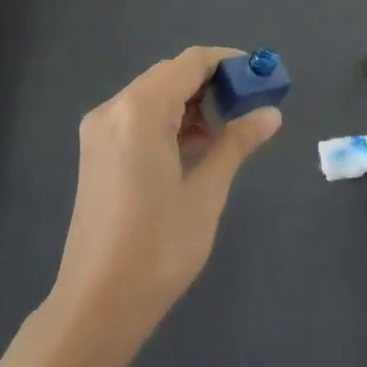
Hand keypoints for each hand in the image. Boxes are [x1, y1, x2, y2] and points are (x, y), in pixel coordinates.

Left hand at [51, 47, 281, 336]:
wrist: (97, 303)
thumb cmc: (158, 248)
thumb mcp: (206, 192)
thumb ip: (236, 143)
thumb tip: (270, 114)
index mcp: (140, 111)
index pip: (190, 62)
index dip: (228, 63)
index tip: (261, 77)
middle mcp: (114, 108)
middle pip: (170, 75)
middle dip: (211, 83)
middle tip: (249, 107)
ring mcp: (99, 130)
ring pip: (153, 95)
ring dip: (190, 102)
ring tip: (226, 131)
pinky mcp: (96, 151)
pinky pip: (137, 117)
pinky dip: (168, 120)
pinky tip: (193, 146)